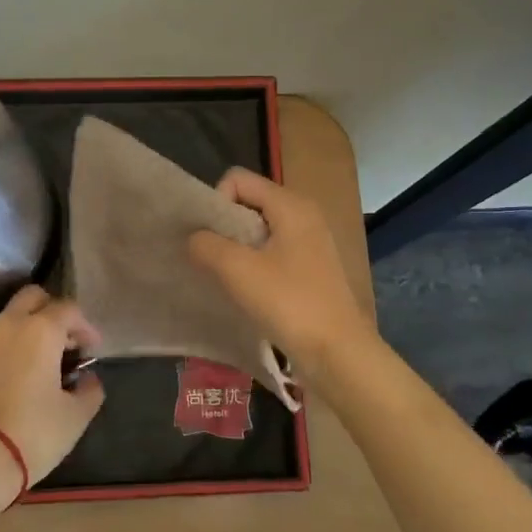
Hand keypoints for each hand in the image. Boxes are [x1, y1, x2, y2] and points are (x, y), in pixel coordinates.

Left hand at [0, 285, 104, 490]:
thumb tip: (88, 379)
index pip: (68, 309)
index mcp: (39, 331)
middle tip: (61, 341)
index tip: (92, 349)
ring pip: (2, 326)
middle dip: (49, 311)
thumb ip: (89, 390)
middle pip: (30, 298)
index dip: (85, 326)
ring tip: (30, 370)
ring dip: (20, 338)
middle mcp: (5, 327)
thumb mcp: (76, 416)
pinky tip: (0, 392)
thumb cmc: (34, 435)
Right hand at [187, 168, 373, 379]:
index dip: (216, 202)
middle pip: (249, 202)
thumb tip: (194, 238)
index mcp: (290, 204)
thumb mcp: (238, 271)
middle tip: (212, 259)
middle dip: (224, 226)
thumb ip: (207, 245)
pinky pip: (273, 251)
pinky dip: (255, 263)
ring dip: (237, 248)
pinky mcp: (312, 267)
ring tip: (227, 277)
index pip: (238, 179)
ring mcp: (311, 241)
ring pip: (260, 229)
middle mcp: (304, 214)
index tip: (210, 238)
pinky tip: (248, 290)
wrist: (337, 352)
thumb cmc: (289, 303)